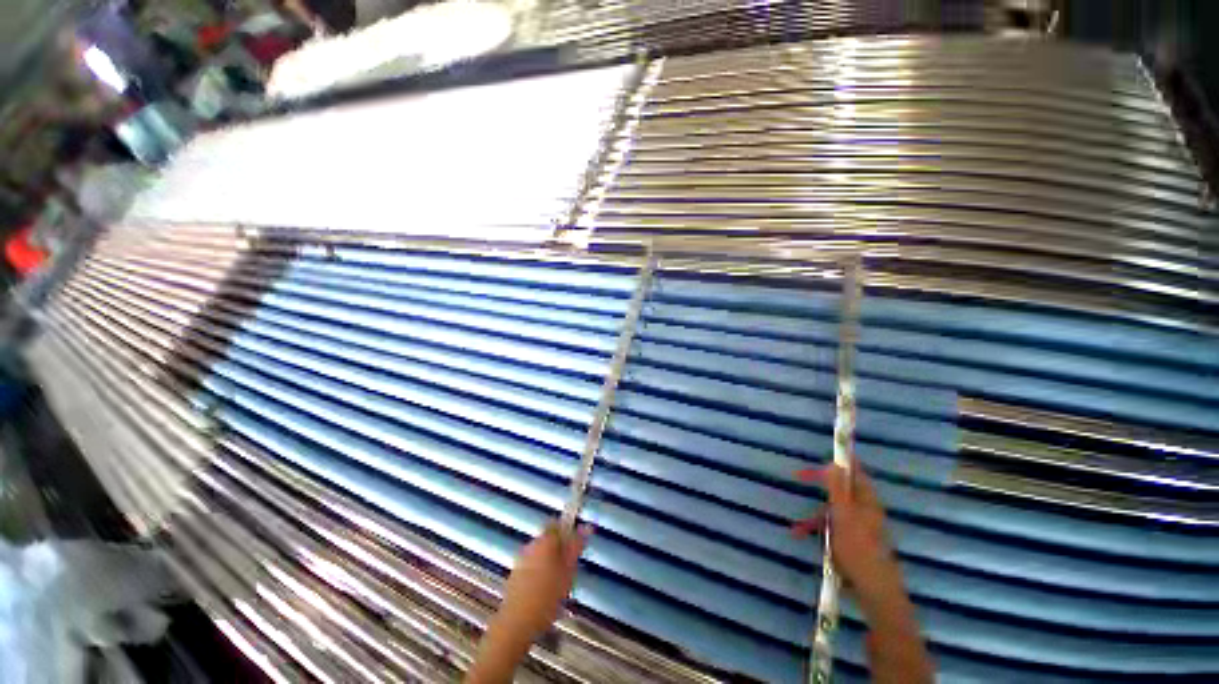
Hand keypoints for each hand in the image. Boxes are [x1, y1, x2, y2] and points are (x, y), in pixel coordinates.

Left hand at [496, 522, 589, 640]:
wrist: (516, 623)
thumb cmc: (546, 596)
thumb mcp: (568, 571)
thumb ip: (576, 547)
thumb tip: (586, 527)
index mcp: (545, 540)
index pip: (557, 523)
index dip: (568, 531)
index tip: (576, 545)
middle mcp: (531, 545)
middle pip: (548, 539)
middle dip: (560, 549)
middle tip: (570, 567)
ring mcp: (520, 560)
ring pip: (540, 553)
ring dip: (550, 562)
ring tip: (559, 583)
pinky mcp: (514, 575)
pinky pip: (531, 566)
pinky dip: (539, 573)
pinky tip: (545, 592)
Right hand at [792, 459, 903, 615]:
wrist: (873, 589)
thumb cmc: (857, 548)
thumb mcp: (842, 514)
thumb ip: (837, 488)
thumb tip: (835, 463)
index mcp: (866, 501)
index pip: (855, 473)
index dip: (841, 463)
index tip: (824, 456)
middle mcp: (866, 511)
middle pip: (842, 490)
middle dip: (821, 488)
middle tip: (800, 478)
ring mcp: (861, 528)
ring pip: (835, 511)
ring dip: (816, 514)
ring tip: (797, 526)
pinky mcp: (855, 542)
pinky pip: (834, 528)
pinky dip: (820, 530)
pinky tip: (803, 536)